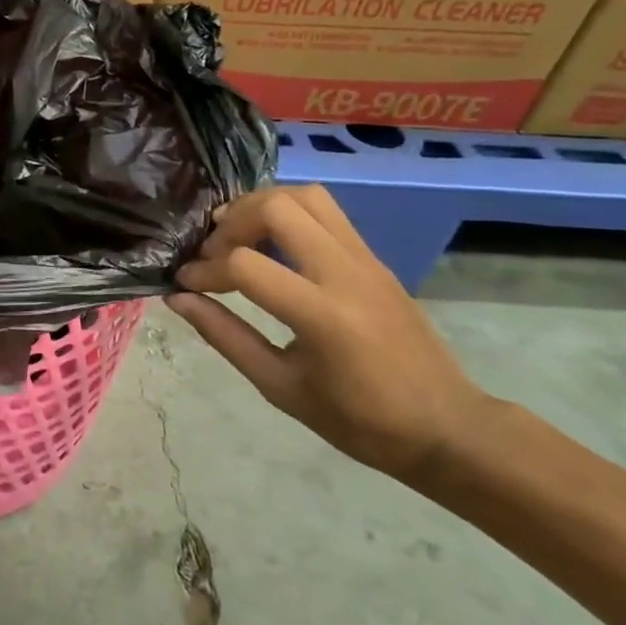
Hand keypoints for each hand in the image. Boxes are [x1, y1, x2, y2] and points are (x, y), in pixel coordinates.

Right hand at [166, 186, 492, 478]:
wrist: (447, 427)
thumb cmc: (359, 420)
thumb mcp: (280, 386)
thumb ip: (225, 336)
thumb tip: (178, 299)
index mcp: (322, 315)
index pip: (244, 265)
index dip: (203, 271)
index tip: (184, 284)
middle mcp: (346, 273)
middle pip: (277, 208)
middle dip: (231, 223)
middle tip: (212, 252)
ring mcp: (366, 260)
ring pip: (306, 197)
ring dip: (261, 207)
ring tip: (238, 236)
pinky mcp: (374, 258)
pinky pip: (326, 213)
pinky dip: (287, 214)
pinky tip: (270, 245)